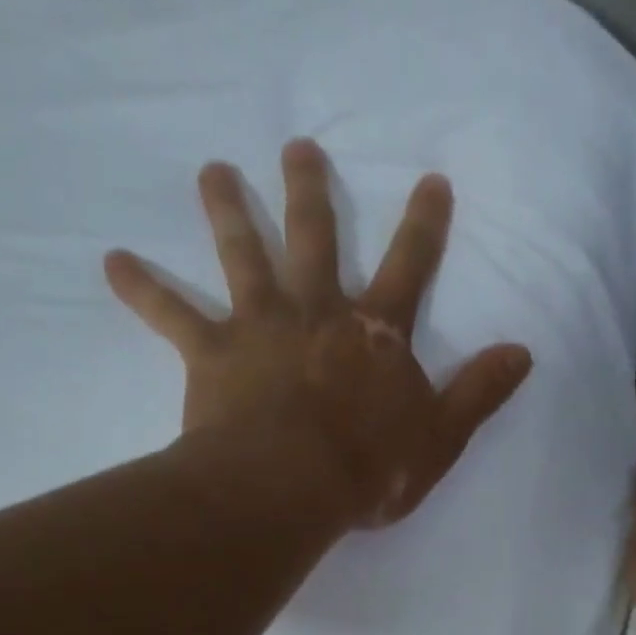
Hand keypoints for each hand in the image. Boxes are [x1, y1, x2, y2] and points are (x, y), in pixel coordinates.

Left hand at [103, 139, 531, 527]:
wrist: (292, 487)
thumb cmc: (369, 468)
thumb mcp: (440, 438)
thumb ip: (479, 393)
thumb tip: (523, 352)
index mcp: (375, 334)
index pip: (408, 268)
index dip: (423, 225)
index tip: (431, 180)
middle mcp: (318, 312)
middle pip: (314, 239)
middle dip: (310, 190)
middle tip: (297, 147)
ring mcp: (261, 326)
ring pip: (243, 256)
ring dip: (228, 210)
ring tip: (212, 171)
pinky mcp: (213, 354)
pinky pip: (170, 315)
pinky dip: (141, 288)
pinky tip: (112, 262)